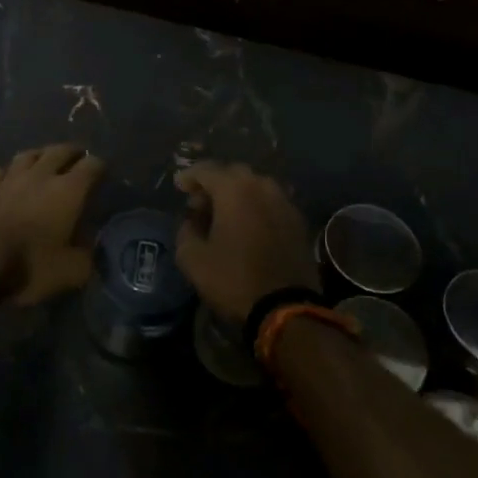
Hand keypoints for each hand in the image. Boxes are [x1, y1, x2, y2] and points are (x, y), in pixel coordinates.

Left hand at [0, 143, 105, 304]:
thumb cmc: (31, 265)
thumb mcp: (71, 271)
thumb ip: (87, 257)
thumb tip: (91, 250)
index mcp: (68, 190)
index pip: (91, 166)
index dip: (100, 167)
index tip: (103, 173)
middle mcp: (42, 175)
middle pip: (60, 151)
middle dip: (73, 152)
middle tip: (79, 157)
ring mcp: (11, 178)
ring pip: (29, 154)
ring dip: (41, 154)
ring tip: (46, 160)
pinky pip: (1, 170)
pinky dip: (9, 171)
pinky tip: (9, 177)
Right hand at [175, 161, 317, 321]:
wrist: (286, 308)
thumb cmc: (234, 279)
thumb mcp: (192, 259)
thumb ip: (186, 231)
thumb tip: (193, 221)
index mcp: (234, 189)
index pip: (206, 170)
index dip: (189, 176)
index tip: (179, 186)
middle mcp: (262, 186)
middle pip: (233, 173)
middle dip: (214, 183)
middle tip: (200, 203)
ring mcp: (284, 202)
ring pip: (256, 186)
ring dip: (238, 194)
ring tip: (225, 214)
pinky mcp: (298, 221)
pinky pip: (271, 203)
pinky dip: (256, 207)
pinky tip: (248, 226)